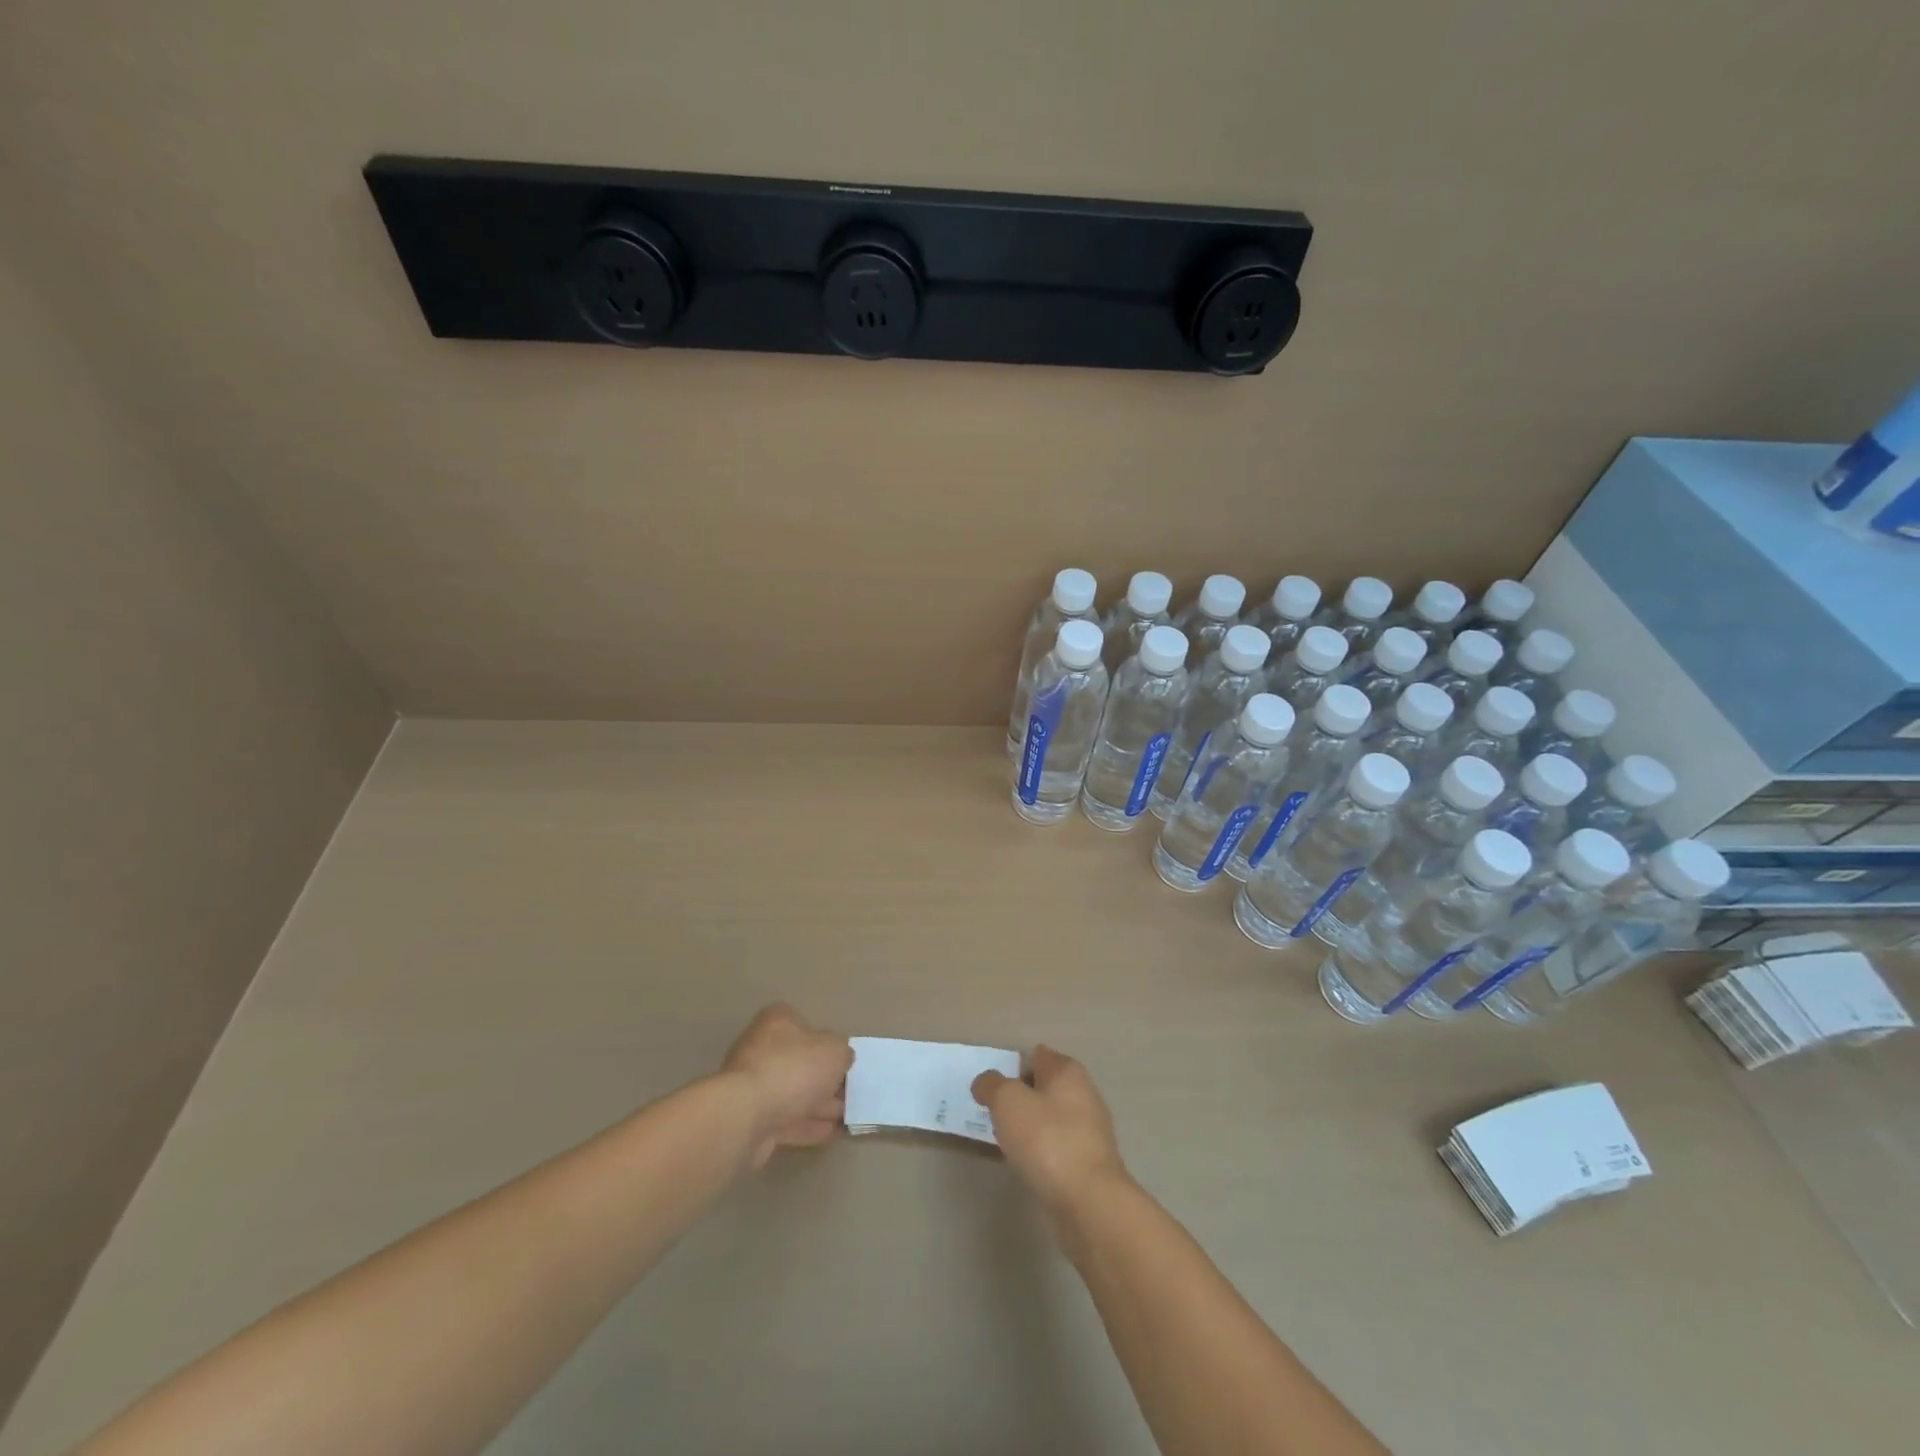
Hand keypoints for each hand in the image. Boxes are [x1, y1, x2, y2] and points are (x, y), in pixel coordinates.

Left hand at [720, 1004, 852, 1167]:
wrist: (745, 1115)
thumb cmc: (793, 1069)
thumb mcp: (834, 1051)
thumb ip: (843, 1052)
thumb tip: (841, 1058)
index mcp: (778, 1022)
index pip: (806, 1026)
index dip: (827, 1043)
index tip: (844, 1062)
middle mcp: (761, 1048)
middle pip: (800, 1062)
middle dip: (825, 1080)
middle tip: (850, 1093)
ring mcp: (753, 1086)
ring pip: (793, 1093)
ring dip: (819, 1105)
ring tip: (845, 1118)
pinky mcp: (749, 1119)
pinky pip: (785, 1120)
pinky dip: (807, 1125)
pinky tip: (830, 1133)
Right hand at [973, 1045, 1128, 1213]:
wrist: (1089, 1202)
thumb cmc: (1047, 1139)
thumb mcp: (1007, 1101)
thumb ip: (992, 1085)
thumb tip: (986, 1082)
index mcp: (1067, 1071)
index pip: (1036, 1055)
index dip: (1012, 1067)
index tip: (992, 1090)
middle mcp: (1084, 1094)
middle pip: (1044, 1087)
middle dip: (1020, 1098)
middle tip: (994, 1115)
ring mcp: (1090, 1130)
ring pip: (1050, 1119)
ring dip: (1030, 1127)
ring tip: (1005, 1142)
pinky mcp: (1090, 1163)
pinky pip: (1057, 1147)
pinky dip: (1041, 1152)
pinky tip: (1027, 1165)